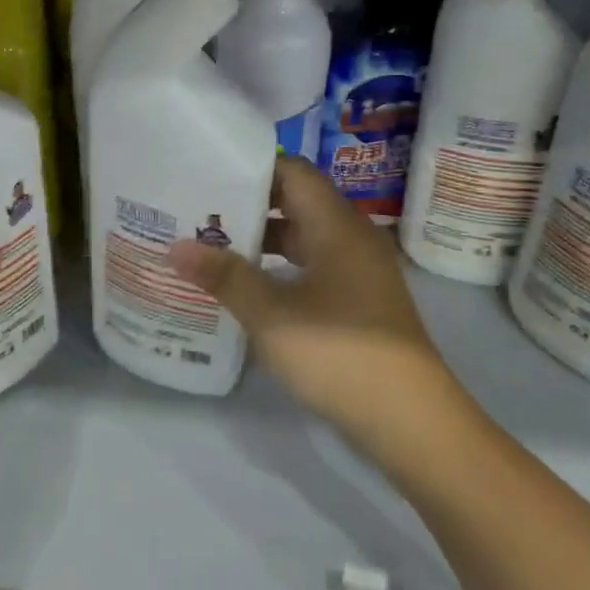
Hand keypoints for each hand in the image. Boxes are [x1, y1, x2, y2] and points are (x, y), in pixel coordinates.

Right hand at [169, 157, 466, 463]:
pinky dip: (282, 268)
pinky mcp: (361, 300)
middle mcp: (352, 236)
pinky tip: (251, 289)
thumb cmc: (339, 353)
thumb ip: (224, 277)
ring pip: (305, 237)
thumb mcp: (271, 315)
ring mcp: (360, 269)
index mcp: (336, 224)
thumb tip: (176, 247)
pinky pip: (315, 266)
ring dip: (264, 240)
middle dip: (249, 206)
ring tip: (214, 249)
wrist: (412, 421)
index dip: (252, 169)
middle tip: (200, 214)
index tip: (209, 176)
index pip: (293, 170)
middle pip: (297, 202)